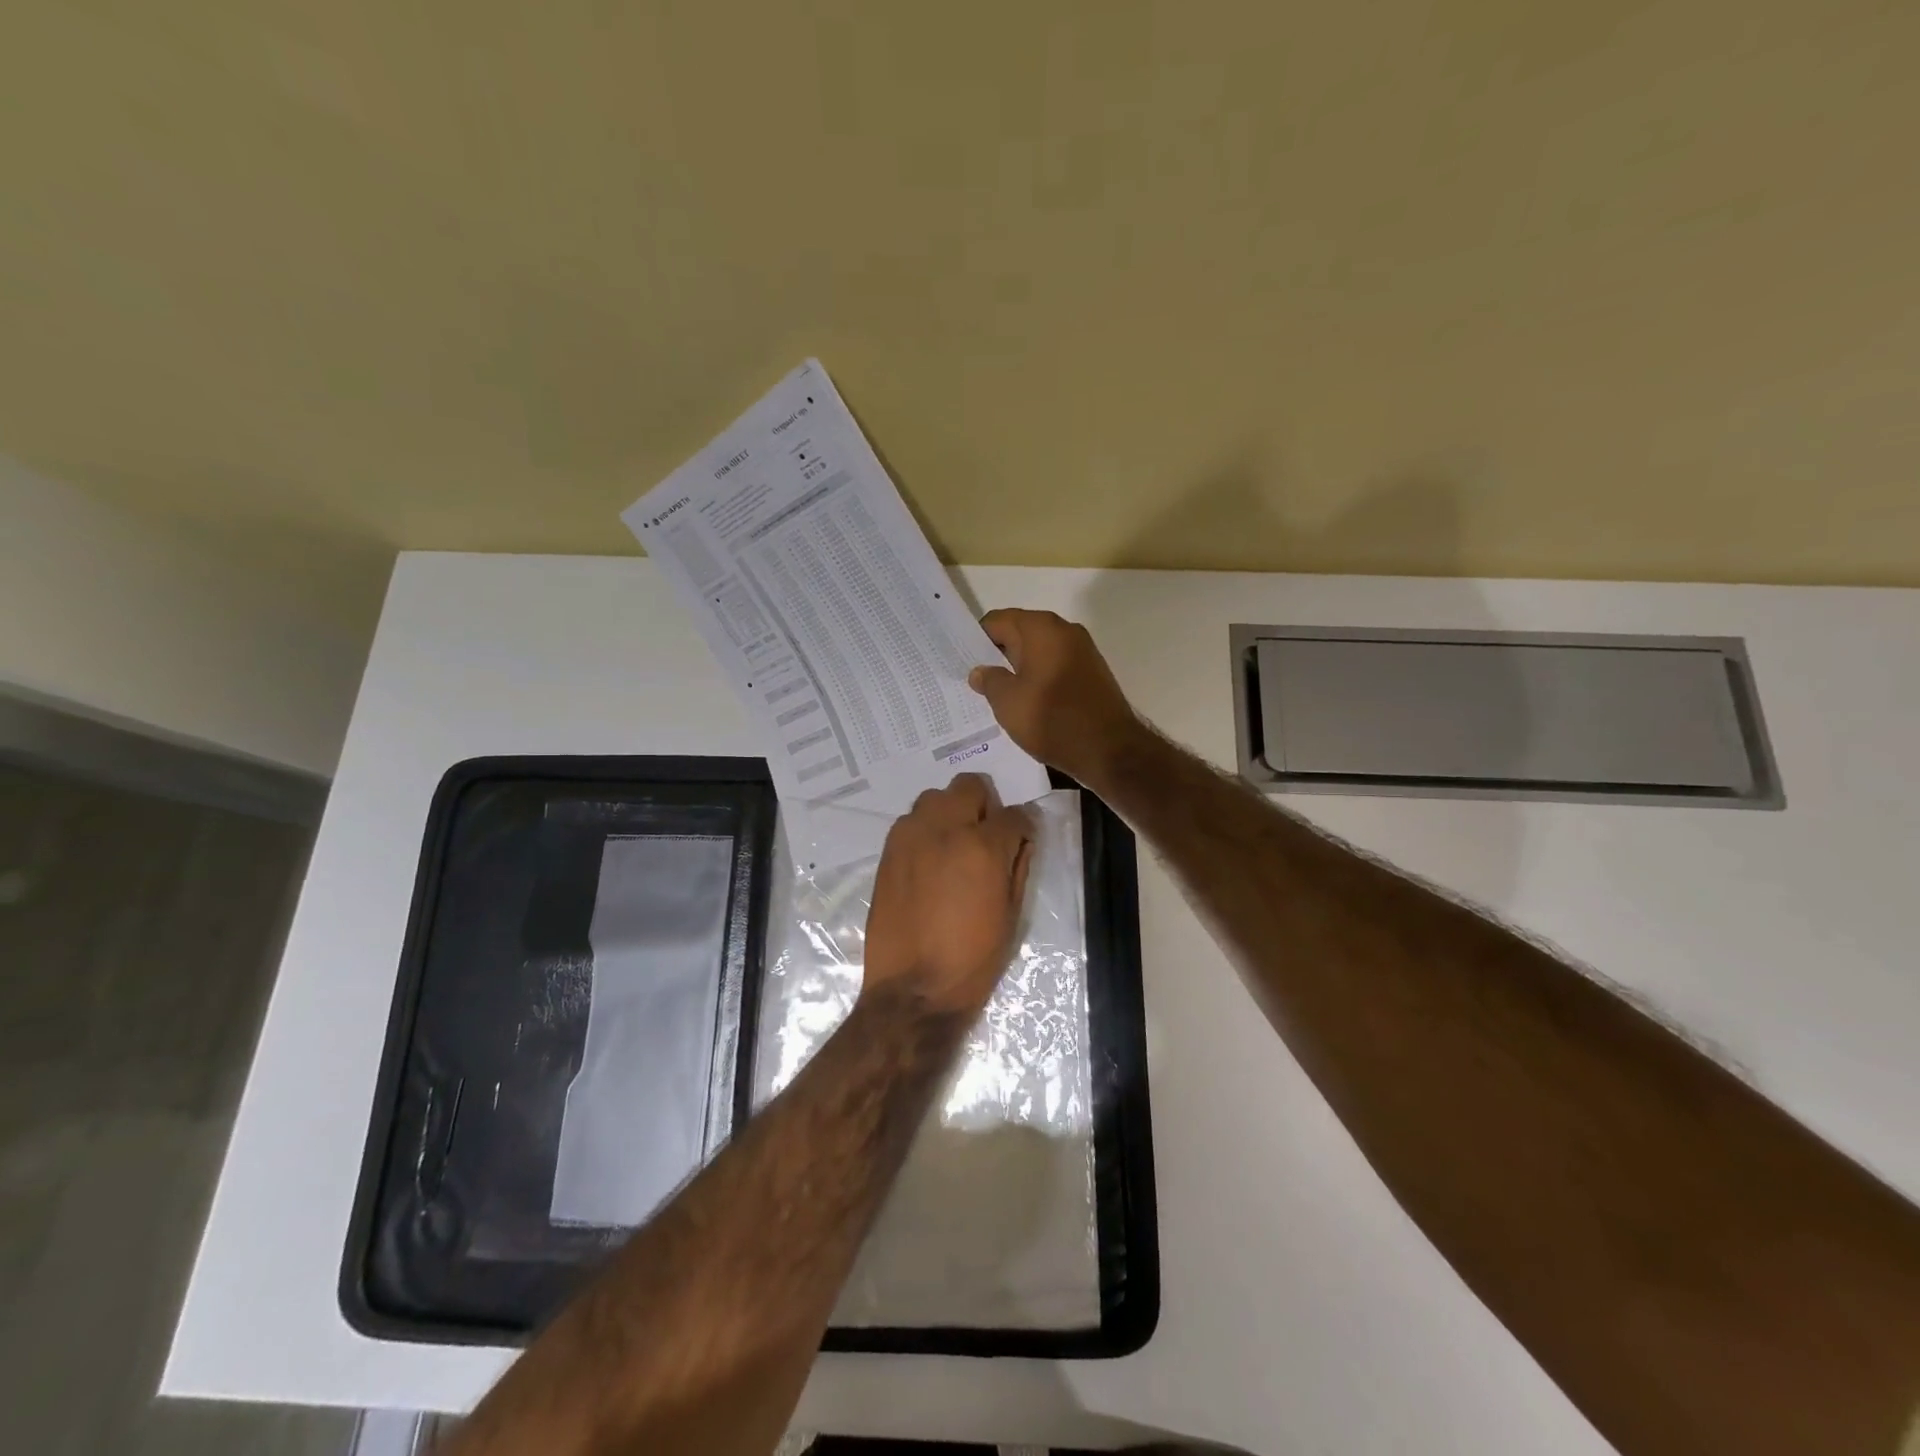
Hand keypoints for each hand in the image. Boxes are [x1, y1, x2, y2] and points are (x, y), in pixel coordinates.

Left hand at [863, 774, 1033, 1016]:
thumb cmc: (973, 958)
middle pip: (969, 785)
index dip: (1022, 827)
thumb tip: (1020, 838)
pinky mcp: (887, 850)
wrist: (914, 988)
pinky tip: (929, 862)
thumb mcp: (1011, 913)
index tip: (1020, 841)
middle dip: (984, 805)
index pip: (1014, 814)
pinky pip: (911, 821)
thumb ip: (1018, 865)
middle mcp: (944, 829)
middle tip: (985, 836)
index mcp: (982, 846)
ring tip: (953, 847)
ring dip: (950, 812)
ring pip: (935, 797)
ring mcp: (910, 836)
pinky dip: (925, 830)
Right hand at [968, 609, 1147, 793]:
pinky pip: (1055, 666)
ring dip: (1018, 668)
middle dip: (996, 654)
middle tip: (974, 678)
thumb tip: (980, 671)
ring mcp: (1082, 650)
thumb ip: (989, 680)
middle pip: (1019, 633)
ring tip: (997, 693)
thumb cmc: (1052, 719)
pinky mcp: (1092, 672)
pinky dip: (1039, 678)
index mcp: (1041, 628)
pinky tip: (1027, 701)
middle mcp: (1064, 630)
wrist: (1110, 750)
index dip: (975, 639)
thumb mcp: (1008, 702)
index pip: (997, 621)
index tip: (960, 660)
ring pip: (1038, 652)